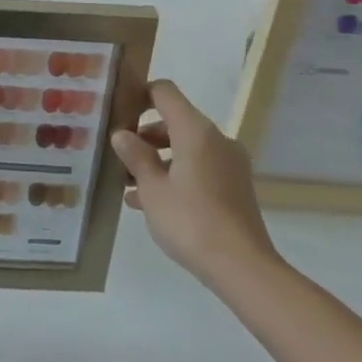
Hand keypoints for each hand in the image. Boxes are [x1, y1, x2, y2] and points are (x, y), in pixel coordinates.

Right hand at [112, 79, 279, 290]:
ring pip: (185, 148)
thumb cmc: (191, 221)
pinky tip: (150, 203)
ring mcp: (229, 165)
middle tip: (119, 157)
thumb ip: (135, 156)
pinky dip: (175, 176)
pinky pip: (198, 169)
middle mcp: (216, 140)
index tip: (118, 113)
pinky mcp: (234, 187)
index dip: (139, 95)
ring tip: (129, 185)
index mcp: (196, 131)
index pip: (165, 93)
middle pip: (174, 122)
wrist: (243, 268)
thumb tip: (122, 135)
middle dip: (144, 136)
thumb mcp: (152, 188)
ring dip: (157, 160)